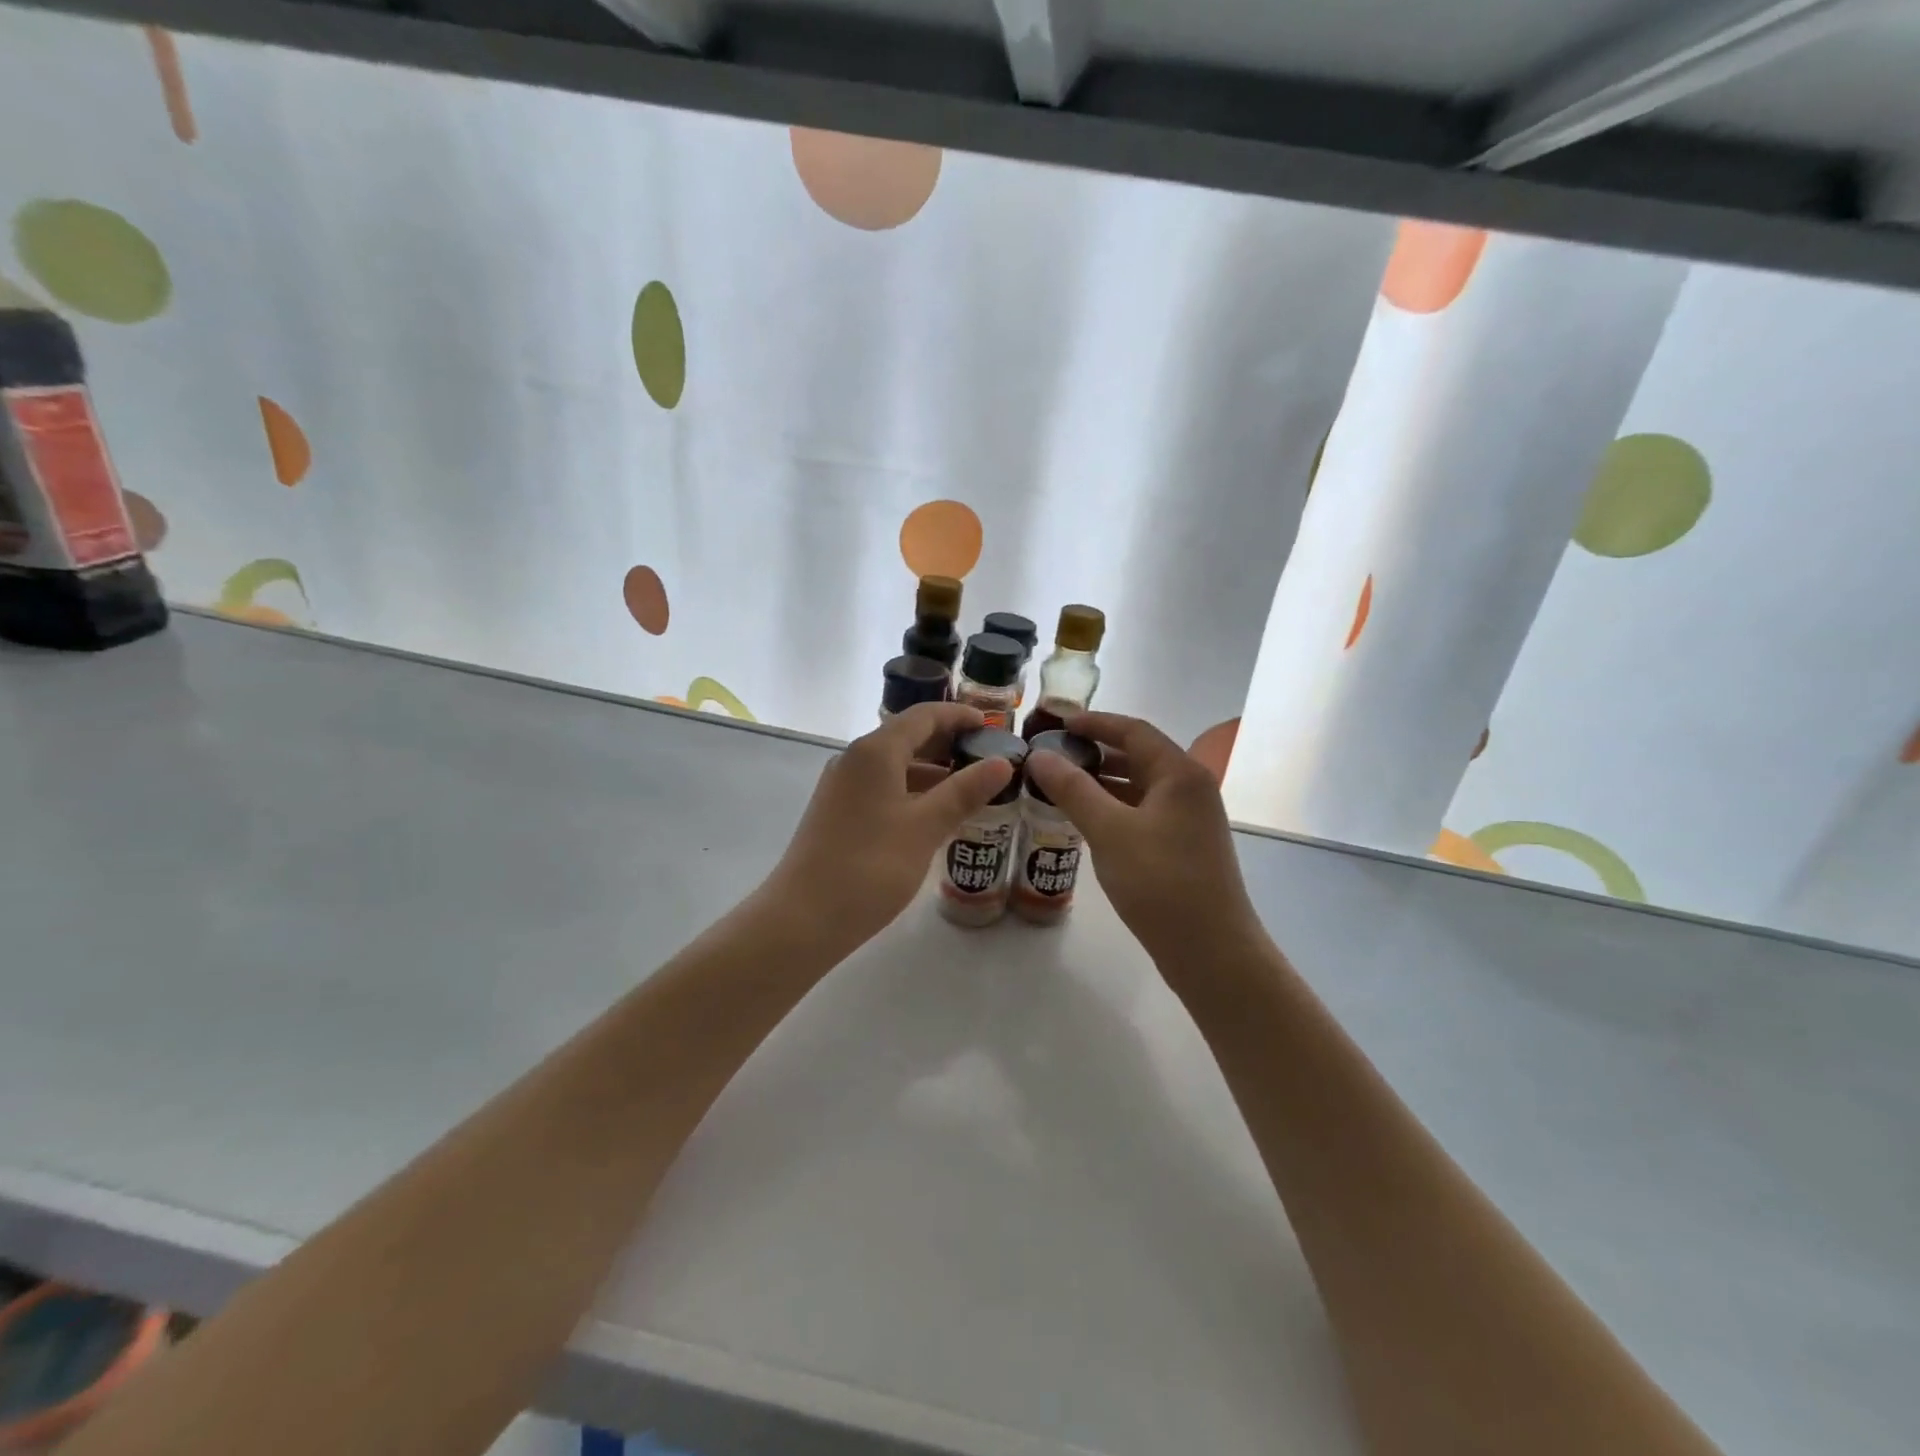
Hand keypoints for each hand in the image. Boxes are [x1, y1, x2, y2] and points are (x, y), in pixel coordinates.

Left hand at [760, 702, 1013, 951]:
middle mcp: (854, 759)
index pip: (924, 716)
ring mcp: (842, 787)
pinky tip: (934, 815)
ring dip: (932, 771)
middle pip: (907, 737)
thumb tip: (1002, 763)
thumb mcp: (926, 827)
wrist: (803, 918)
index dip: (959, 717)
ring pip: (895, 765)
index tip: (992, 727)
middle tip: (987, 758)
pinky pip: (882, 787)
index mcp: (875, 752)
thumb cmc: (870, 867)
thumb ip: (964, 791)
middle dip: (948, 743)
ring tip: (970, 788)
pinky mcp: (837, 812)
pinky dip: (912, 791)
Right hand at [1025, 711, 1262, 965]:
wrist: (1211, 951)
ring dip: (1101, 781)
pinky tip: (1083, 819)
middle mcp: (1190, 788)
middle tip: (1050, 755)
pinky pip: (1142, 812)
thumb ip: (1073, 789)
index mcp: (1180, 773)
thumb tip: (1039, 755)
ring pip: (1138, 786)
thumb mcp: (1110, 831)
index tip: (1056, 723)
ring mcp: (1189, 819)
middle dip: (1094, 752)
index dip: (1094, 722)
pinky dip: (1113, 808)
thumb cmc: (1161, 883)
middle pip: (1138, 755)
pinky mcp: (1182, 845)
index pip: (1133, 730)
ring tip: (1058, 784)